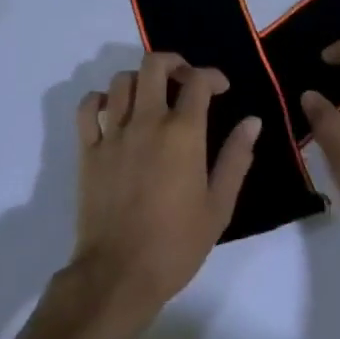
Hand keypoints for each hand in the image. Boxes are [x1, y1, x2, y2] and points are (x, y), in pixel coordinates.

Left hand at [68, 53, 259, 325]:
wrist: (118, 275)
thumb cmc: (176, 244)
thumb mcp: (219, 206)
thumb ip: (236, 158)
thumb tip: (252, 121)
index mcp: (182, 133)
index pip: (197, 81)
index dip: (213, 76)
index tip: (221, 88)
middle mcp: (146, 122)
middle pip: (154, 65)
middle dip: (173, 63)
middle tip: (184, 80)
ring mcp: (113, 134)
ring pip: (121, 80)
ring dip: (140, 80)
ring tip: (151, 97)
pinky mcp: (88, 151)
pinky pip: (87, 109)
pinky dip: (100, 100)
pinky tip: (113, 111)